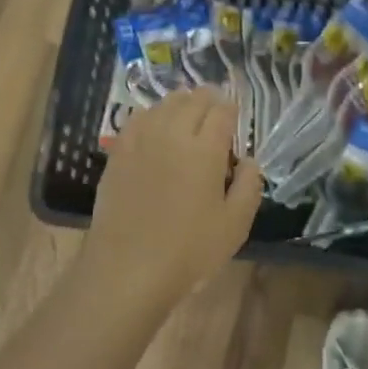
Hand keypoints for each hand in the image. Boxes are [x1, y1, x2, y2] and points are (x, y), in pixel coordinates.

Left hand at [85, 88, 261, 309]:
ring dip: (182, 102)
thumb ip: (249, 186)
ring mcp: (142, 139)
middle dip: (209, 99)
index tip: (236, 114)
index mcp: (206, 149)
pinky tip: (156, 126)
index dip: (232, 107)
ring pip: (165, 103)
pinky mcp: (118, 152)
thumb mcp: (235, 225)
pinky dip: (153, 114)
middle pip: (193, 99)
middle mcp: (173, 133)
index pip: (223, 110)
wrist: (127, 269)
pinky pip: (139, 118)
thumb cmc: (188, 251)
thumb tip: (249, 160)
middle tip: (216, 111)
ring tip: (188, 113)